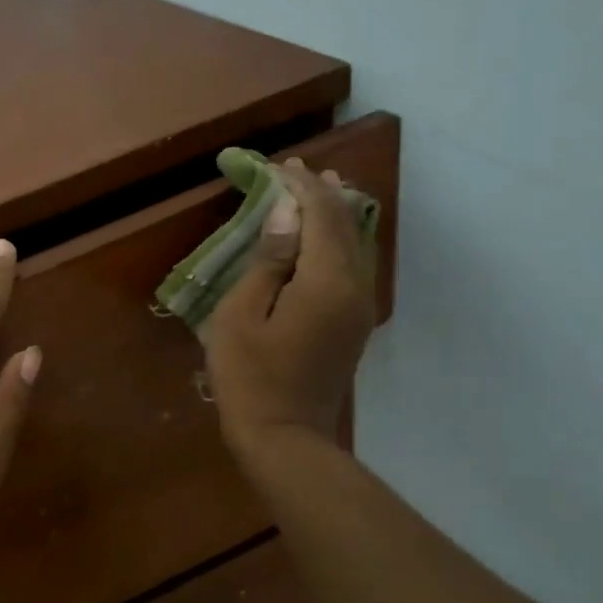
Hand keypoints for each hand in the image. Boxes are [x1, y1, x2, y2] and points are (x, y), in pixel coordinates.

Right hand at [204, 158, 376, 456]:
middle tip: (298, 170)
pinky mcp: (355, 325)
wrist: (285, 436)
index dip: (301, 187)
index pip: (320, 215)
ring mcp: (360, 308)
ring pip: (357, 246)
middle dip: (323, 194)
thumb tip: (288, 212)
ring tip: (320, 190)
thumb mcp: (242, 313)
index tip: (279, 166)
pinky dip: (340, 242)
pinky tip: (326, 238)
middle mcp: (355, 287)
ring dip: (336, 215)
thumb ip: (269, 259)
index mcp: (326, 281)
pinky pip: (355, 267)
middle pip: (345, 226)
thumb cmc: (250, 376)